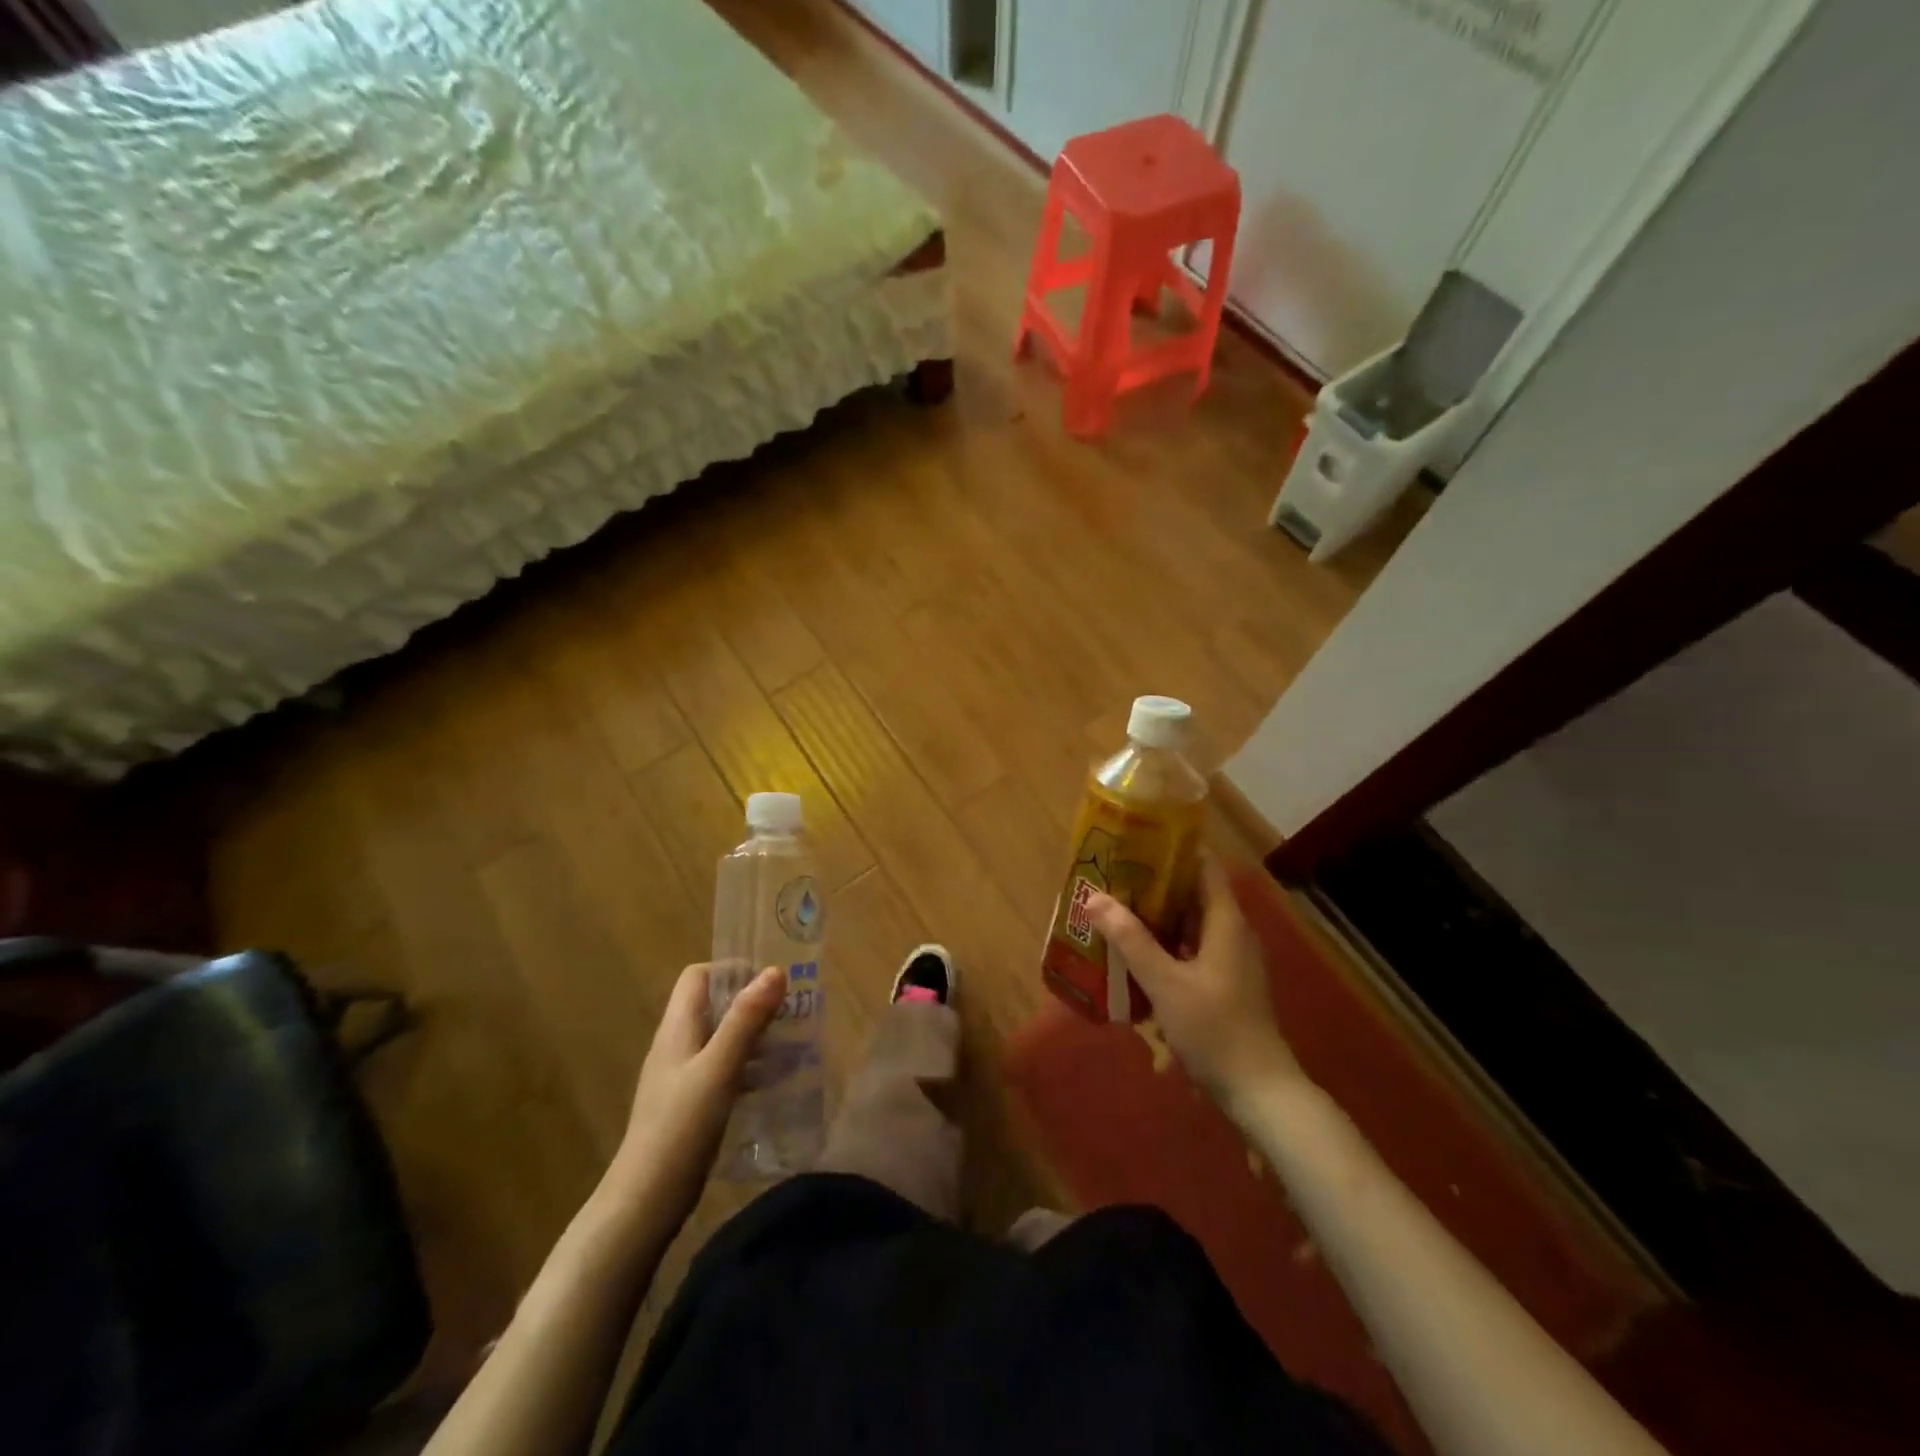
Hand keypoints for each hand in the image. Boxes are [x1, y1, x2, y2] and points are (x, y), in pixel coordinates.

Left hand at [610, 962, 785, 1225]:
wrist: (644, 1202)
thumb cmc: (681, 1127)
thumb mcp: (719, 1068)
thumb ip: (746, 1019)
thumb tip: (775, 970)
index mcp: (677, 1028)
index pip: (698, 976)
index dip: (731, 970)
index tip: (769, 982)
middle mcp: (676, 1045)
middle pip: (713, 1005)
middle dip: (752, 1003)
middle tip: (790, 1012)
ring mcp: (681, 1077)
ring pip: (721, 1038)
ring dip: (754, 1035)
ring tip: (791, 1044)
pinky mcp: (689, 1105)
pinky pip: (723, 1069)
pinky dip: (748, 1066)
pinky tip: (773, 1083)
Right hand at [1088, 855, 1302, 1103]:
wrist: (1260, 1091)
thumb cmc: (1215, 1029)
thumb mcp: (1166, 983)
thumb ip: (1131, 940)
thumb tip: (1095, 898)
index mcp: (1226, 922)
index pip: (1205, 866)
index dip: (1175, 848)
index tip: (1138, 839)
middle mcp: (1232, 933)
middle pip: (1194, 893)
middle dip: (1155, 883)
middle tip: (1114, 875)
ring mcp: (1231, 960)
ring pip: (1191, 923)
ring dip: (1158, 915)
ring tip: (1117, 908)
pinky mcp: (1226, 984)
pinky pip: (1193, 949)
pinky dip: (1167, 944)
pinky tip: (1137, 953)